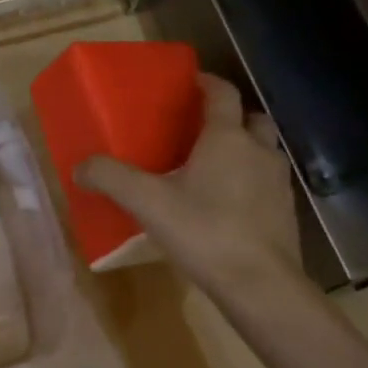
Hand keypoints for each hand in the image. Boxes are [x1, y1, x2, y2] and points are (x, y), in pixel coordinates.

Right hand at [77, 73, 300, 291]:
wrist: (260, 284)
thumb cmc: (205, 232)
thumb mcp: (148, 204)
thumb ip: (112, 179)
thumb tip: (81, 167)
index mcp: (227, 138)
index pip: (222, 93)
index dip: (207, 83)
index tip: (191, 82)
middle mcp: (259, 151)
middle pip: (251, 119)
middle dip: (231, 118)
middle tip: (202, 131)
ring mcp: (278, 183)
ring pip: (264, 152)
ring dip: (244, 151)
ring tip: (214, 169)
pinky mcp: (286, 212)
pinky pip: (268, 184)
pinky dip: (251, 184)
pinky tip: (228, 207)